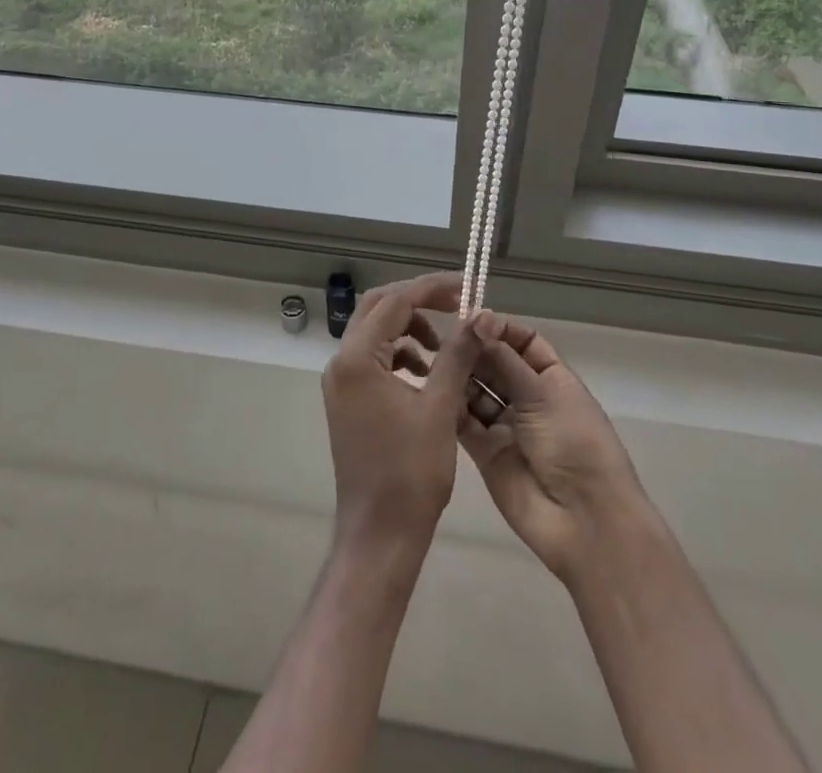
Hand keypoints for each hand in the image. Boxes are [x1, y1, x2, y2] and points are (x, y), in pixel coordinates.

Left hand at [322, 272, 486, 548]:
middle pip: (379, 308)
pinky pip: (374, 358)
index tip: (467, 286)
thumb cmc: (411, 472)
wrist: (380, 535)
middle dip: (419, 301)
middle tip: (457, 304)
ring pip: (375, 332)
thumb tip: (480, 314)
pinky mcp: (348, 399)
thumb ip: (457, 354)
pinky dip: (401, 354)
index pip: (395, 301)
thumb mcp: (441, 407)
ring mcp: (341, 382)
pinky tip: (427, 372)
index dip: (432, 288)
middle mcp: (341, 362)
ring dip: (410, 328)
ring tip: (446, 346)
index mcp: (357, 358)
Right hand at [458, 316, 650, 585]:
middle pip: (495, 363)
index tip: (470, 319)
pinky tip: (434, 390)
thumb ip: (505, 358)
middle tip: (444, 338)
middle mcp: (528, 397)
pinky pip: (464, 421)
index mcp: (552, 378)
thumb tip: (479, 319)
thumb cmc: (573, 444)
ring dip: (460, 375)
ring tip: (434, 360)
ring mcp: (506, 425)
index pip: (522, 341)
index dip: (499, 329)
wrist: (584, 521)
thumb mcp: (543, 393)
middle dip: (474, 350)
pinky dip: (451, 406)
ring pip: (476, 390)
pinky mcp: (485, 451)